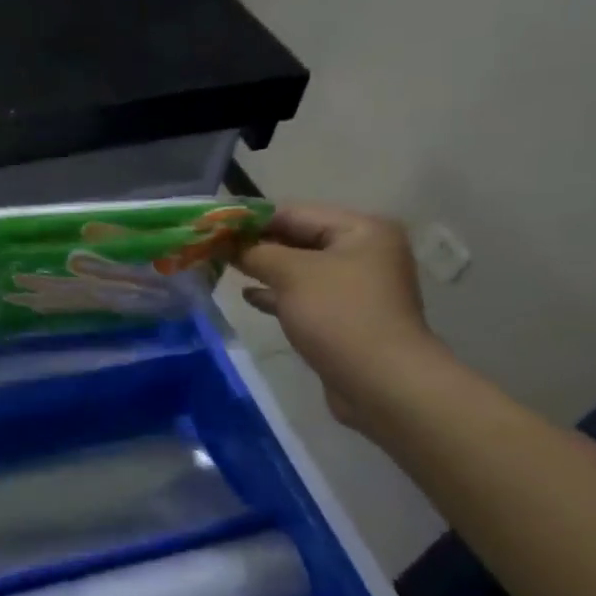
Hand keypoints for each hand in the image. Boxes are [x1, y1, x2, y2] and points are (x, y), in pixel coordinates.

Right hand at [234, 205, 440, 429]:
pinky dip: (277, 294)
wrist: (381, 383)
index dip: (251, 219)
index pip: (294, 213)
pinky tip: (249, 296)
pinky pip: (304, 296)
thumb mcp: (291, 273)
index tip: (214, 226)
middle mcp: (363, 253)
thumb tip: (227, 244)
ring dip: (264, 269)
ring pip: (299, 269)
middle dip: (256, 244)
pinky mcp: (345, 317)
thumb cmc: (338, 315)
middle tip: (214, 247)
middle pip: (298, 238)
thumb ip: (255, 252)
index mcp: (361, 230)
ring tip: (225, 268)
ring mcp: (355, 287)